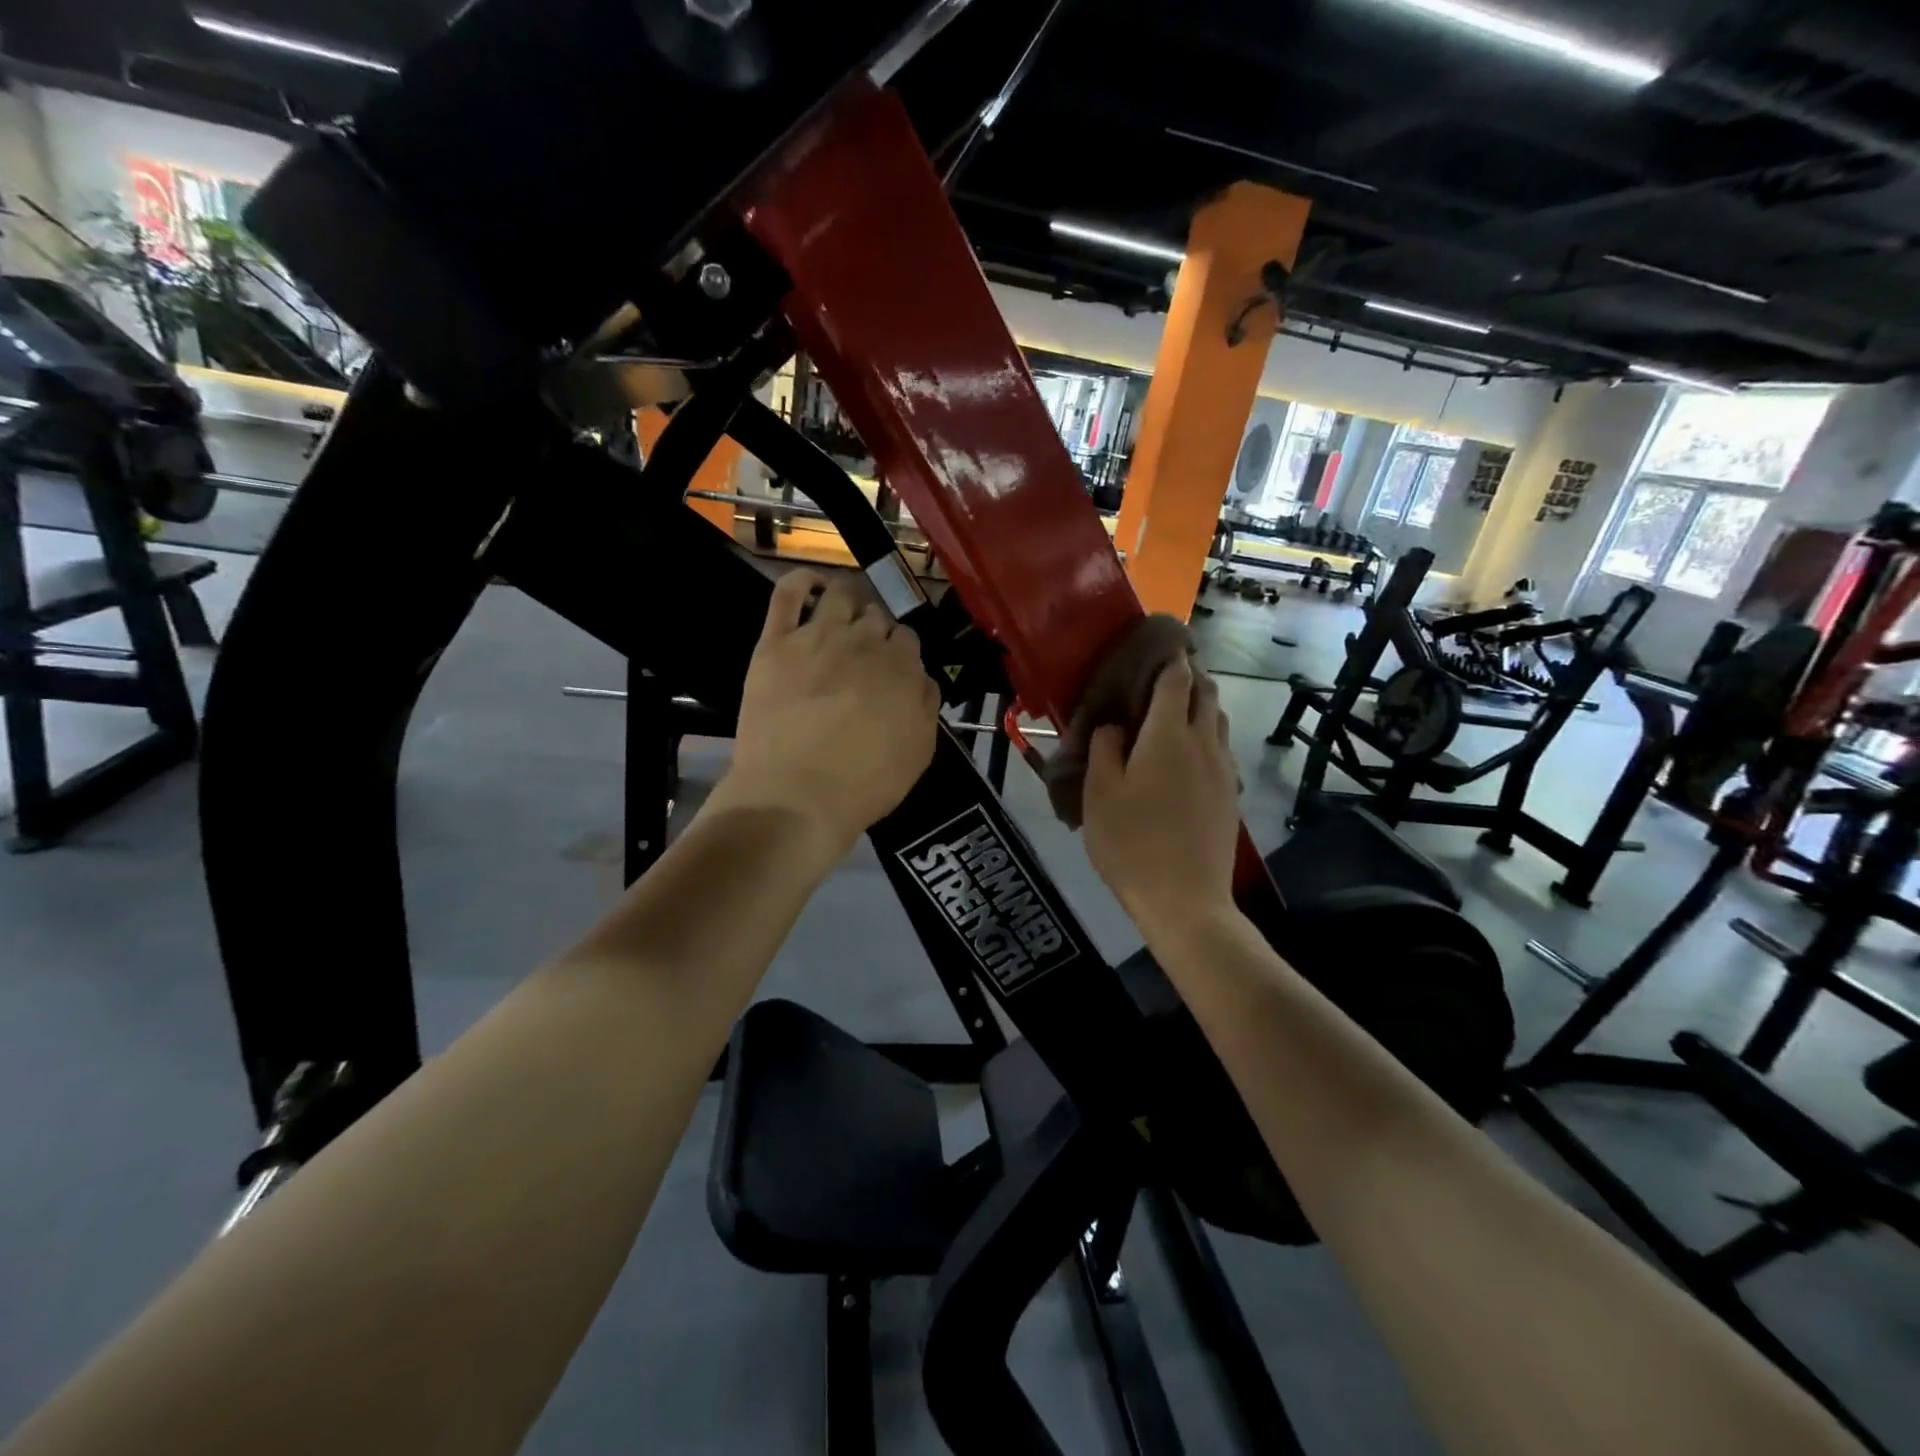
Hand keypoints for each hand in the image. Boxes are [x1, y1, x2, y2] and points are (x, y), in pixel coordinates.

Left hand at [707, 569, 939, 853]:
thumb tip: (921, 677)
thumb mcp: (919, 751)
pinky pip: (788, 593)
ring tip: (842, 618)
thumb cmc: (864, 784)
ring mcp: (817, 636)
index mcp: (903, 667)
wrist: (795, 797)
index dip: (900, 653)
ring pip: (841, 596)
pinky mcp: (776, 643)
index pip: (907, 638)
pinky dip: (802, 581)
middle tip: (864, 655)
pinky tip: (812, 586)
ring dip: (848, 602)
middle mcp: (864, 641)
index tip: (891, 671)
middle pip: (876, 616)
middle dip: (874, 630)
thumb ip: (926, 705)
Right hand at [1082, 657, 1239, 935]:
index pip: (1176, 680)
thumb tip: (1114, 725)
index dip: (1171, 658)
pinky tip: (1187, 757)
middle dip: (1190, 677)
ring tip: (1175, 712)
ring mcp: (1223, 771)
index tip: (1161, 645)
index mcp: (1168, 735)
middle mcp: (1203, 743)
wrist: (1185, 900)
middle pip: (1206, 694)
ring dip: (1201, 706)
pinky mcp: (1230, 796)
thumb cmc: (1132, 843)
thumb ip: (1105, 749)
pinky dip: (1206, 737)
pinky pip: (1221, 750)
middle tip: (1164, 677)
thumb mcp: (1099, 794)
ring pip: (1218, 722)